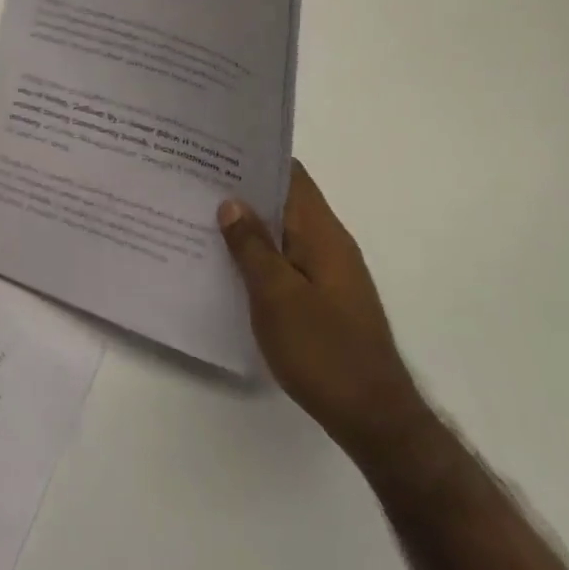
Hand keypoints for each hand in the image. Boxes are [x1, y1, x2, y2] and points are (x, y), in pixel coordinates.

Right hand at [219, 163, 432, 472]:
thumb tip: (232, 202)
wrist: (373, 418)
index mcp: (324, 234)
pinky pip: (286, 261)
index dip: (256, 158)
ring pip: (284, 234)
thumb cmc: (323, 351)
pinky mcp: (324, 299)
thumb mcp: (276, 295)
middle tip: (195, 182)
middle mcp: (330, 245)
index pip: (291, 176)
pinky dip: (259, 255)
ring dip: (249, 225)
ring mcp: (329, 274)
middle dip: (244, 191)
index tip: (215, 151)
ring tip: (200, 217)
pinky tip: (227, 264)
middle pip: (285, 202)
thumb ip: (252, 246)